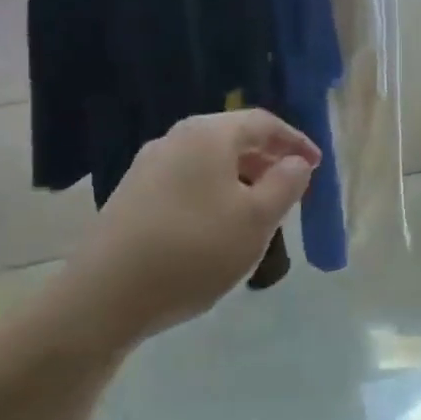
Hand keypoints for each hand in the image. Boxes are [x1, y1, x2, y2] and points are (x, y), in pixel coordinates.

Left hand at [71, 110, 318, 349]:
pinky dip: (213, 192)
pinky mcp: (131, 195)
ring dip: (240, 178)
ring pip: (208, 162)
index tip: (316, 165)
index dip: (294, 141)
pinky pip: (186, 181)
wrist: (104, 296)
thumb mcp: (256, 220)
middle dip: (267, 159)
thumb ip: (285, 184)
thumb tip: (296, 162)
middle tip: (291, 187)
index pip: (262, 122)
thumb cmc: (194, 250)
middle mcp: (175, 139)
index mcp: (208, 134)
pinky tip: (218, 226)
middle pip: (232, 138)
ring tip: (259, 210)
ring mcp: (148, 166)